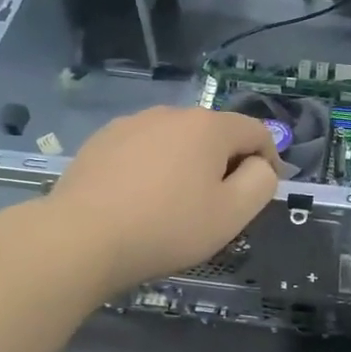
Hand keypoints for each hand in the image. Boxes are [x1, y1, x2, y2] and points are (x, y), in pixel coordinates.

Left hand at [48, 107, 283, 292]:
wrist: (81, 238)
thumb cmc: (167, 227)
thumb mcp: (232, 214)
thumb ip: (260, 183)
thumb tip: (259, 166)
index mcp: (208, 126)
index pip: (256, 131)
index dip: (269, 160)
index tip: (262, 192)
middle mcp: (170, 113)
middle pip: (215, 134)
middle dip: (225, 164)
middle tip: (218, 206)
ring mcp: (131, 124)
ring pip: (176, 141)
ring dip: (187, 165)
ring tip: (175, 205)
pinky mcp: (101, 141)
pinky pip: (143, 150)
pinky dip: (153, 168)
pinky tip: (139, 200)